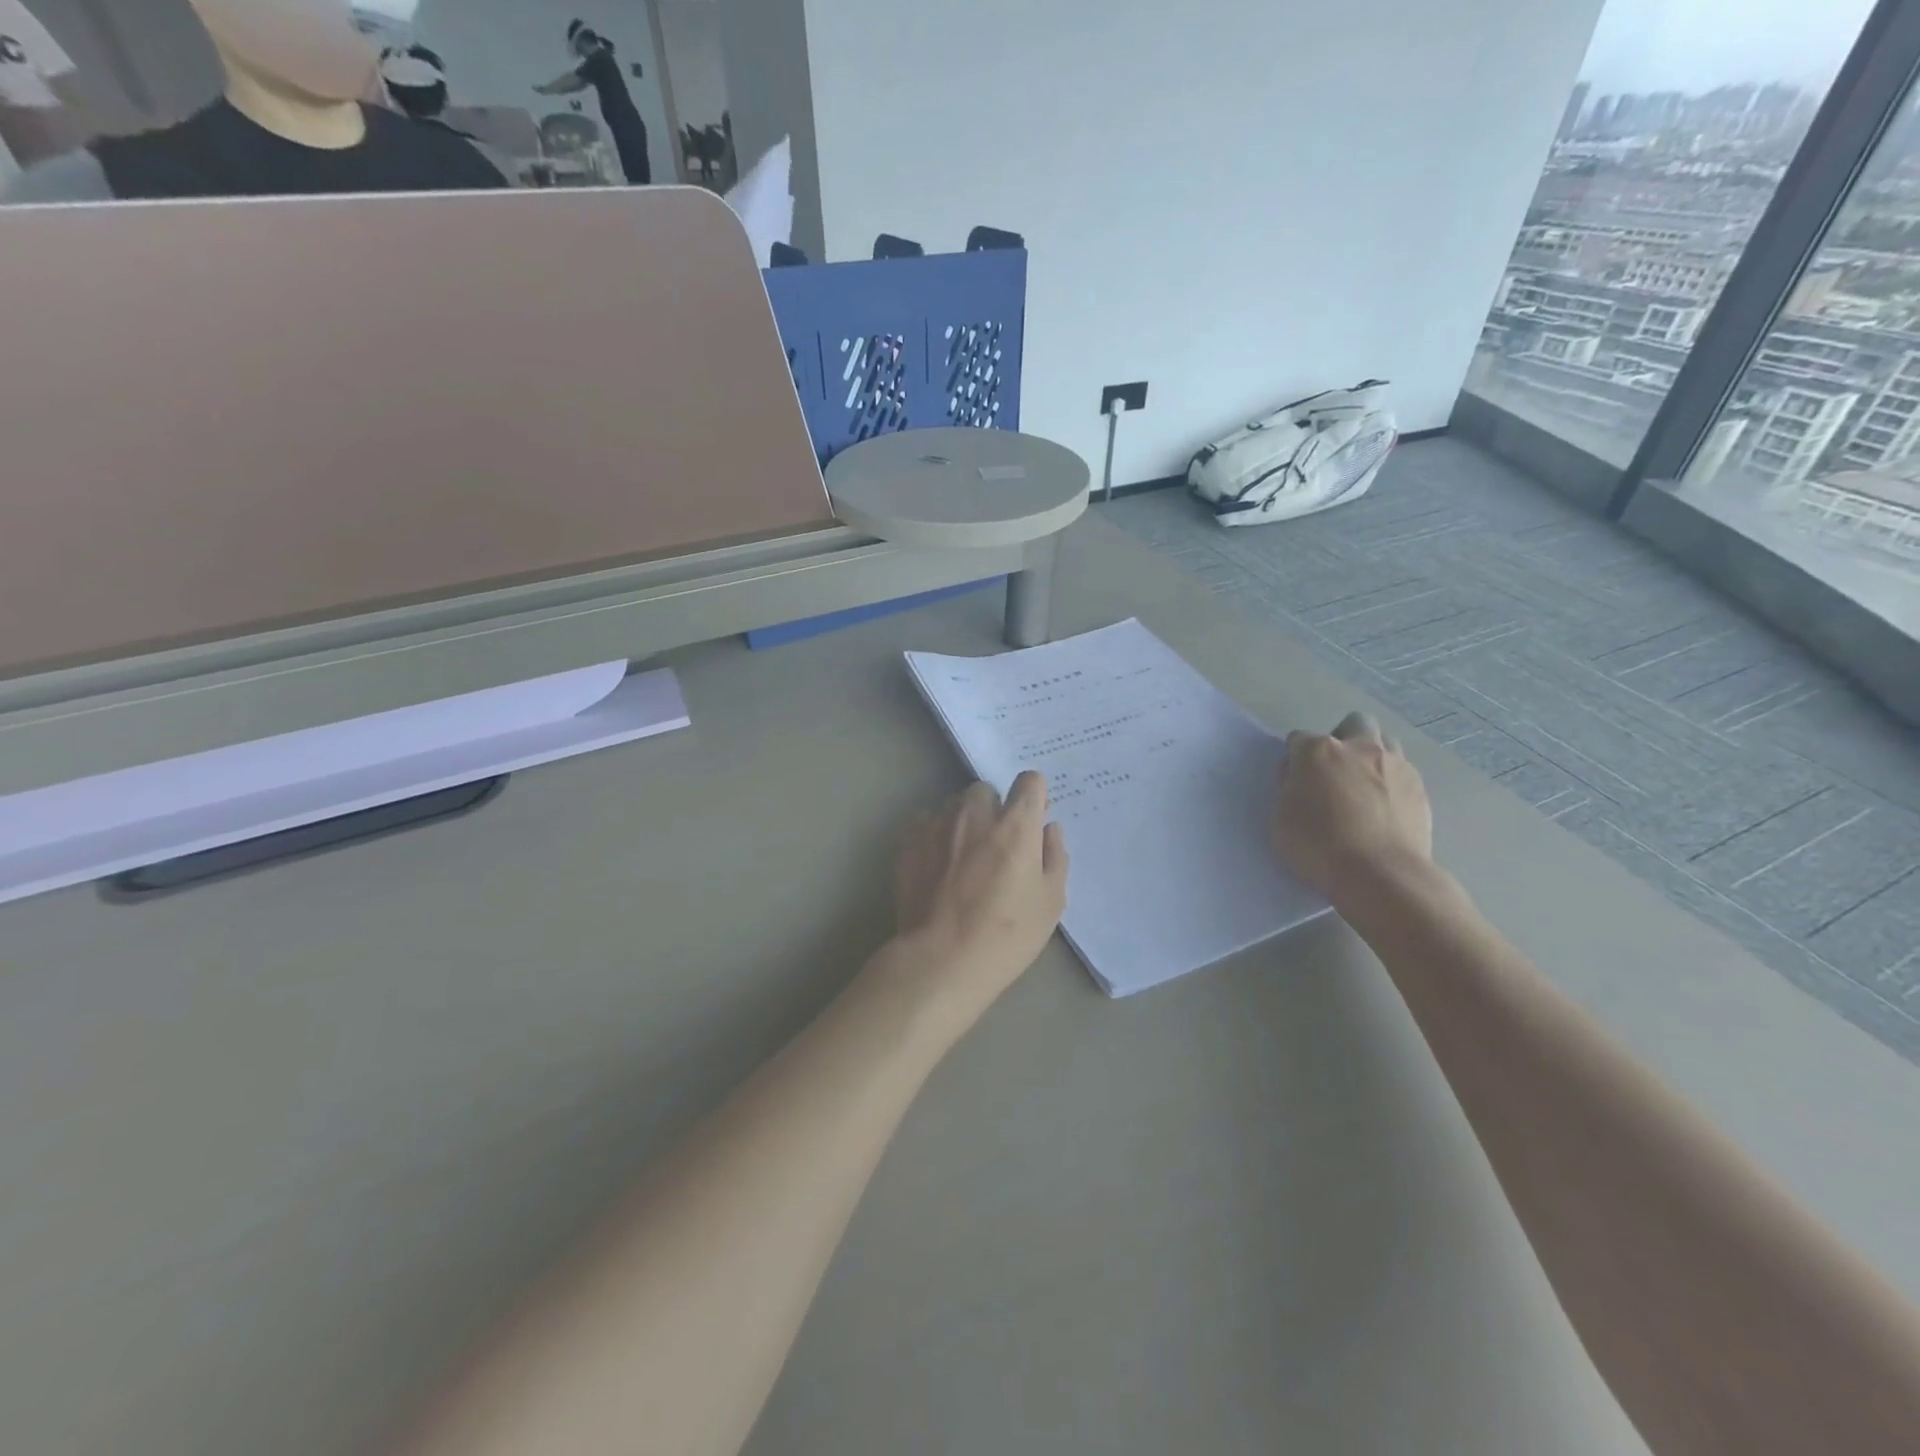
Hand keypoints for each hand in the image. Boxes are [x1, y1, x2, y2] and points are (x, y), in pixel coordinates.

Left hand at [887, 773, 1068, 1025]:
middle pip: (987, 791)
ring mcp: (938, 824)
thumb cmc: (1006, 935)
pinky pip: (927, 823)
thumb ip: (1054, 857)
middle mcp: (976, 813)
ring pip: (954, 806)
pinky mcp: (910, 840)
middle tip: (995, 845)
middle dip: (993, 809)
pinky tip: (937, 866)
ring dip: (963, 821)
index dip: (1033, 797)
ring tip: (962, 857)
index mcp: (1016, 825)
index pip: (1030, 781)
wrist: (941, 959)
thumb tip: (1049, 829)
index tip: (1032, 819)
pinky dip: (936, 835)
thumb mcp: (1050, 903)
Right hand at [1273, 711, 1432, 904]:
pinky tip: (1385, 807)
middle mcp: (1359, 748)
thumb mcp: (1280, 817)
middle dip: (1343, 738)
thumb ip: (1288, 788)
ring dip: (1372, 755)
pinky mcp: (1420, 788)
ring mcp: (1395, 765)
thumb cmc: (1317, 846)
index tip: (1293, 779)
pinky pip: (1403, 772)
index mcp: (1318, 751)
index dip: (1294, 758)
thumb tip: (1299, 777)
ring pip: (1386, 741)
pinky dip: (1391, 781)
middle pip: (1353, 724)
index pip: (1299, 739)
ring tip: (1363, 785)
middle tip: (1334, 771)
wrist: (1380, 874)